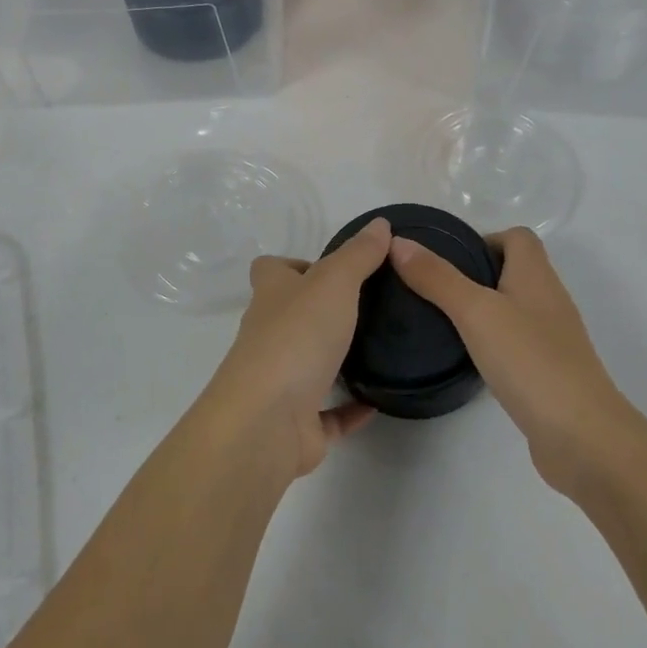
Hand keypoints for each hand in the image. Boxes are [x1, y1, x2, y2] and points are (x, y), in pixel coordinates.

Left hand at [196, 217, 390, 480]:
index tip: (334, 269)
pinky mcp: (297, 424)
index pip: (271, 270)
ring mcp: (280, 381)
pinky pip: (327, 414)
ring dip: (335, 359)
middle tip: (369, 307)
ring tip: (379, 348)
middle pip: (289, 315)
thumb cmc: (297, 338)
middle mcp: (269, 335)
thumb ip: (358, 255)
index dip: (295, 265)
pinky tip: (378, 401)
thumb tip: (379, 223)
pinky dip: (349, 409)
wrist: (267, 423)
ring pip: (307, 363)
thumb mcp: (334, 283)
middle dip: (321, 311)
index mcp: (272, 296)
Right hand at [389, 227, 630, 495]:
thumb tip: (398, 242)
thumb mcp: (476, 312)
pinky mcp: (549, 373)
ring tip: (441, 322)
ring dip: (482, 309)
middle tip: (432, 289)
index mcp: (536, 275)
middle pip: (513, 270)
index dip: (483, 238)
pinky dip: (493, 343)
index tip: (446, 259)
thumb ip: (437, 277)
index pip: (517, 237)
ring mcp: (552, 339)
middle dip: (474, 274)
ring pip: (513, 308)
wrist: (584, 438)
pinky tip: (469, 359)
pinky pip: (516, 343)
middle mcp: (549, 300)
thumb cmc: (530, 361)